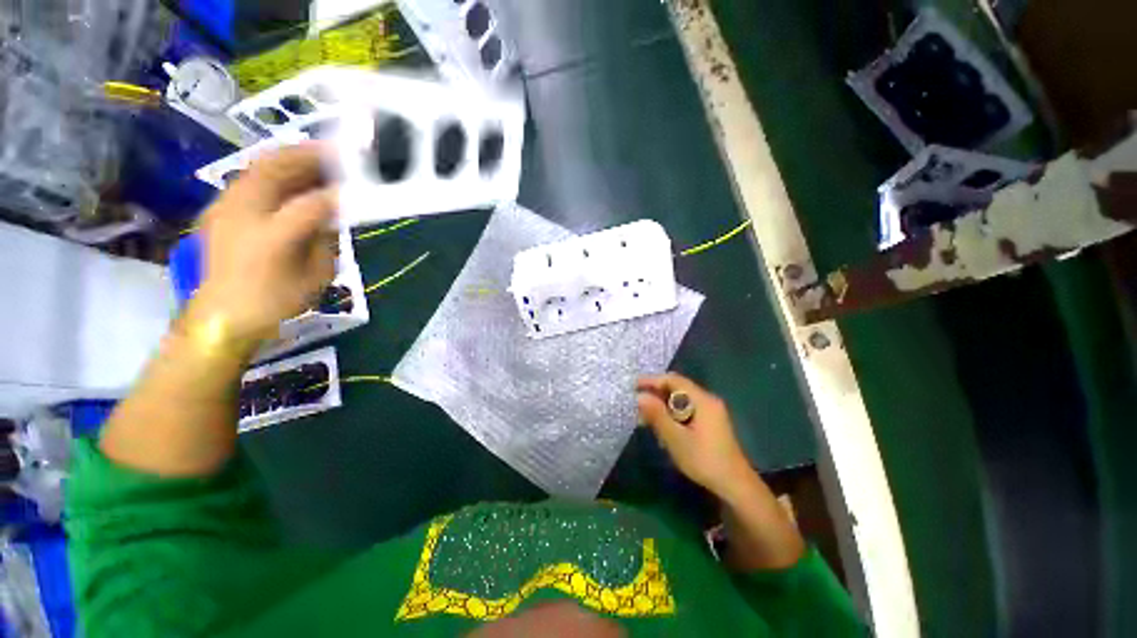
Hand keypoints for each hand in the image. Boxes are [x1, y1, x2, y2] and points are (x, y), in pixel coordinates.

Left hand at [194, 144, 336, 340]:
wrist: (221, 318)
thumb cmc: (274, 301)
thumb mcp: (314, 275)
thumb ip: (326, 240)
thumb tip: (334, 213)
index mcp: (273, 235)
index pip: (312, 203)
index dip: (338, 191)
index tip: (360, 181)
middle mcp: (245, 212)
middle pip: (277, 169)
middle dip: (309, 155)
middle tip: (337, 152)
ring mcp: (226, 206)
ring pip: (259, 167)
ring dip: (290, 158)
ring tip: (317, 158)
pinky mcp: (219, 209)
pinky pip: (249, 178)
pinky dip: (273, 171)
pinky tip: (291, 177)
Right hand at [636, 373, 755, 500]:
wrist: (735, 486)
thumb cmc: (704, 460)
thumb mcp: (676, 438)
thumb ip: (657, 415)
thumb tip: (640, 396)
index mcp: (702, 400)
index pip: (673, 380)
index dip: (652, 381)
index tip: (634, 387)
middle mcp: (708, 401)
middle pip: (677, 389)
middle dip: (656, 395)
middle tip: (638, 406)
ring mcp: (711, 412)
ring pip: (681, 401)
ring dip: (663, 406)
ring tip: (646, 420)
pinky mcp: (710, 423)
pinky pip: (687, 410)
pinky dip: (672, 415)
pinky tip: (663, 429)